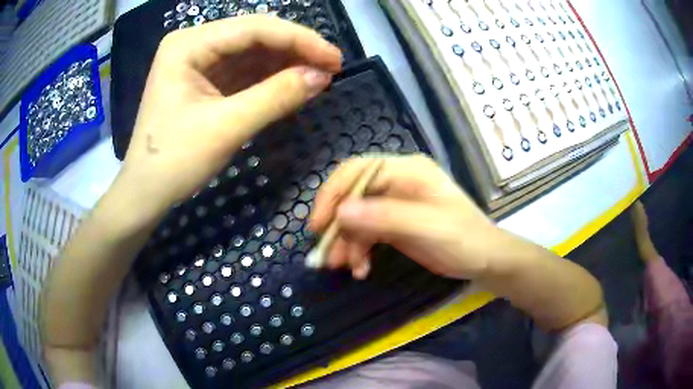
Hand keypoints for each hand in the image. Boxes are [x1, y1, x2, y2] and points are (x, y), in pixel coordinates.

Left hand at [117, 16, 341, 213]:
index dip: (300, 40)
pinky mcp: (205, 80)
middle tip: (331, 68)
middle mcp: (194, 44)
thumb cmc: (174, 162)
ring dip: (286, 63)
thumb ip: (275, 97)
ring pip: (253, 52)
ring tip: (319, 77)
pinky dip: (271, 78)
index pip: (254, 29)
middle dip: (295, 50)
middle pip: (255, 36)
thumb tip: (322, 76)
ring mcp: (199, 62)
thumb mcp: (225, 128)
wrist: (146, 194)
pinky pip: (245, 71)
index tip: (335, 59)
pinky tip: (293, 84)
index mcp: (188, 45)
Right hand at [309, 155, 507, 278]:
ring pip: (356, 217)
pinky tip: (360, 268)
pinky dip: (359, 250)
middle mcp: (396, 182)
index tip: (319, 225)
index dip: (333, 194)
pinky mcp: (393, 224)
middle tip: (328, 255)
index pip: (357, 171)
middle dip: (338, 225)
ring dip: (347, 243)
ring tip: (346, 267)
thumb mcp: (428, 227)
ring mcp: (394, 204)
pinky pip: (366, 233)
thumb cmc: (464, 239)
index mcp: (406, 170)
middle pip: (352, 195)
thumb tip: (340, 212)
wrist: (484, 261)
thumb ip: (386, 217)